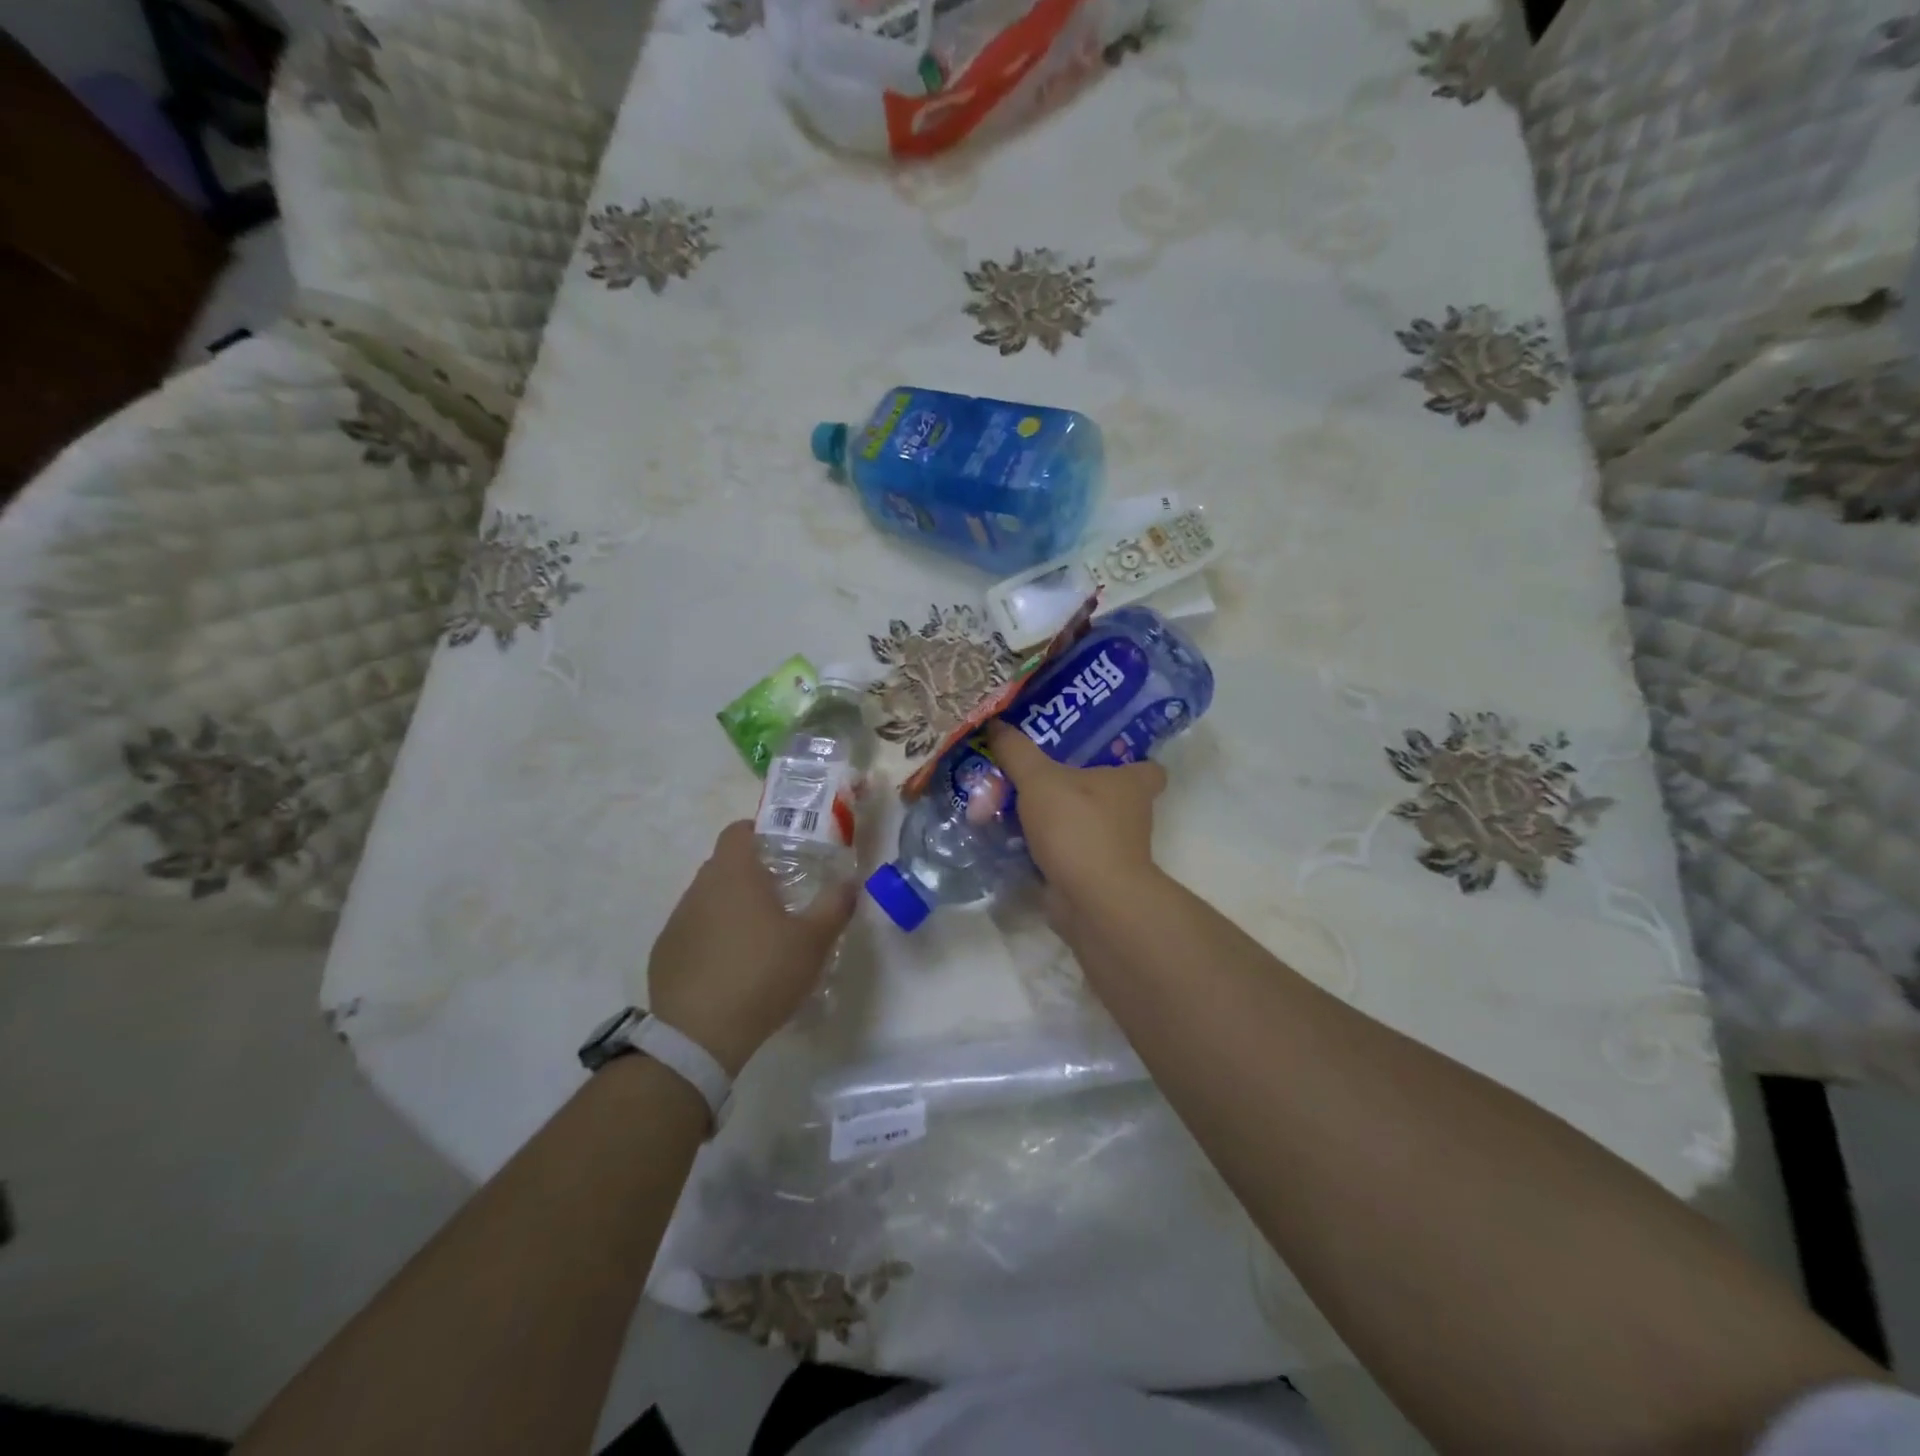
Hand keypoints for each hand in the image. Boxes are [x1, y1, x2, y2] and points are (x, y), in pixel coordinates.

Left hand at [647, 821, 855, 1074]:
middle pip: (724, 864)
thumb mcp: (813, 941)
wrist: (699, 1035)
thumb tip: (850, 882)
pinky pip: (692, 930)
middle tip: (782, 895)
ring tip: (758, 936)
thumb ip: (835, 905)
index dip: (760, 832)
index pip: (738, 830)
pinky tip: (730, 967)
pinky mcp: (664, 952)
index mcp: (734, 873)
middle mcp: (699, 888)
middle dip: (751, 872)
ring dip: (730, 906)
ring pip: (708, 898)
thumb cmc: (762, 974)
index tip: (783, 850)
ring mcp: (677, 920)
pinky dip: (711, 937)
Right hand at [985, 719, 1166, 917]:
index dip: (1127, 757)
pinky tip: (1010, 839)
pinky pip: (1065, 853)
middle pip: (1104, 793)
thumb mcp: (1039, 780)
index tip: (1095, 751)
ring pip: (1081, 824)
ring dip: (1053, 819)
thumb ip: (1017, 752)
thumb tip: (994, 724)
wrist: (1092, 901)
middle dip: (1073, 787)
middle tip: (1034, 772)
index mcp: (1132, 784)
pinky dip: (1042, 849)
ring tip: (1011, 804)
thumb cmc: (1079, 827)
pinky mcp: (1093, 875)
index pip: (1146, 766)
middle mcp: (1130, 815)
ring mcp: (1113, 849)